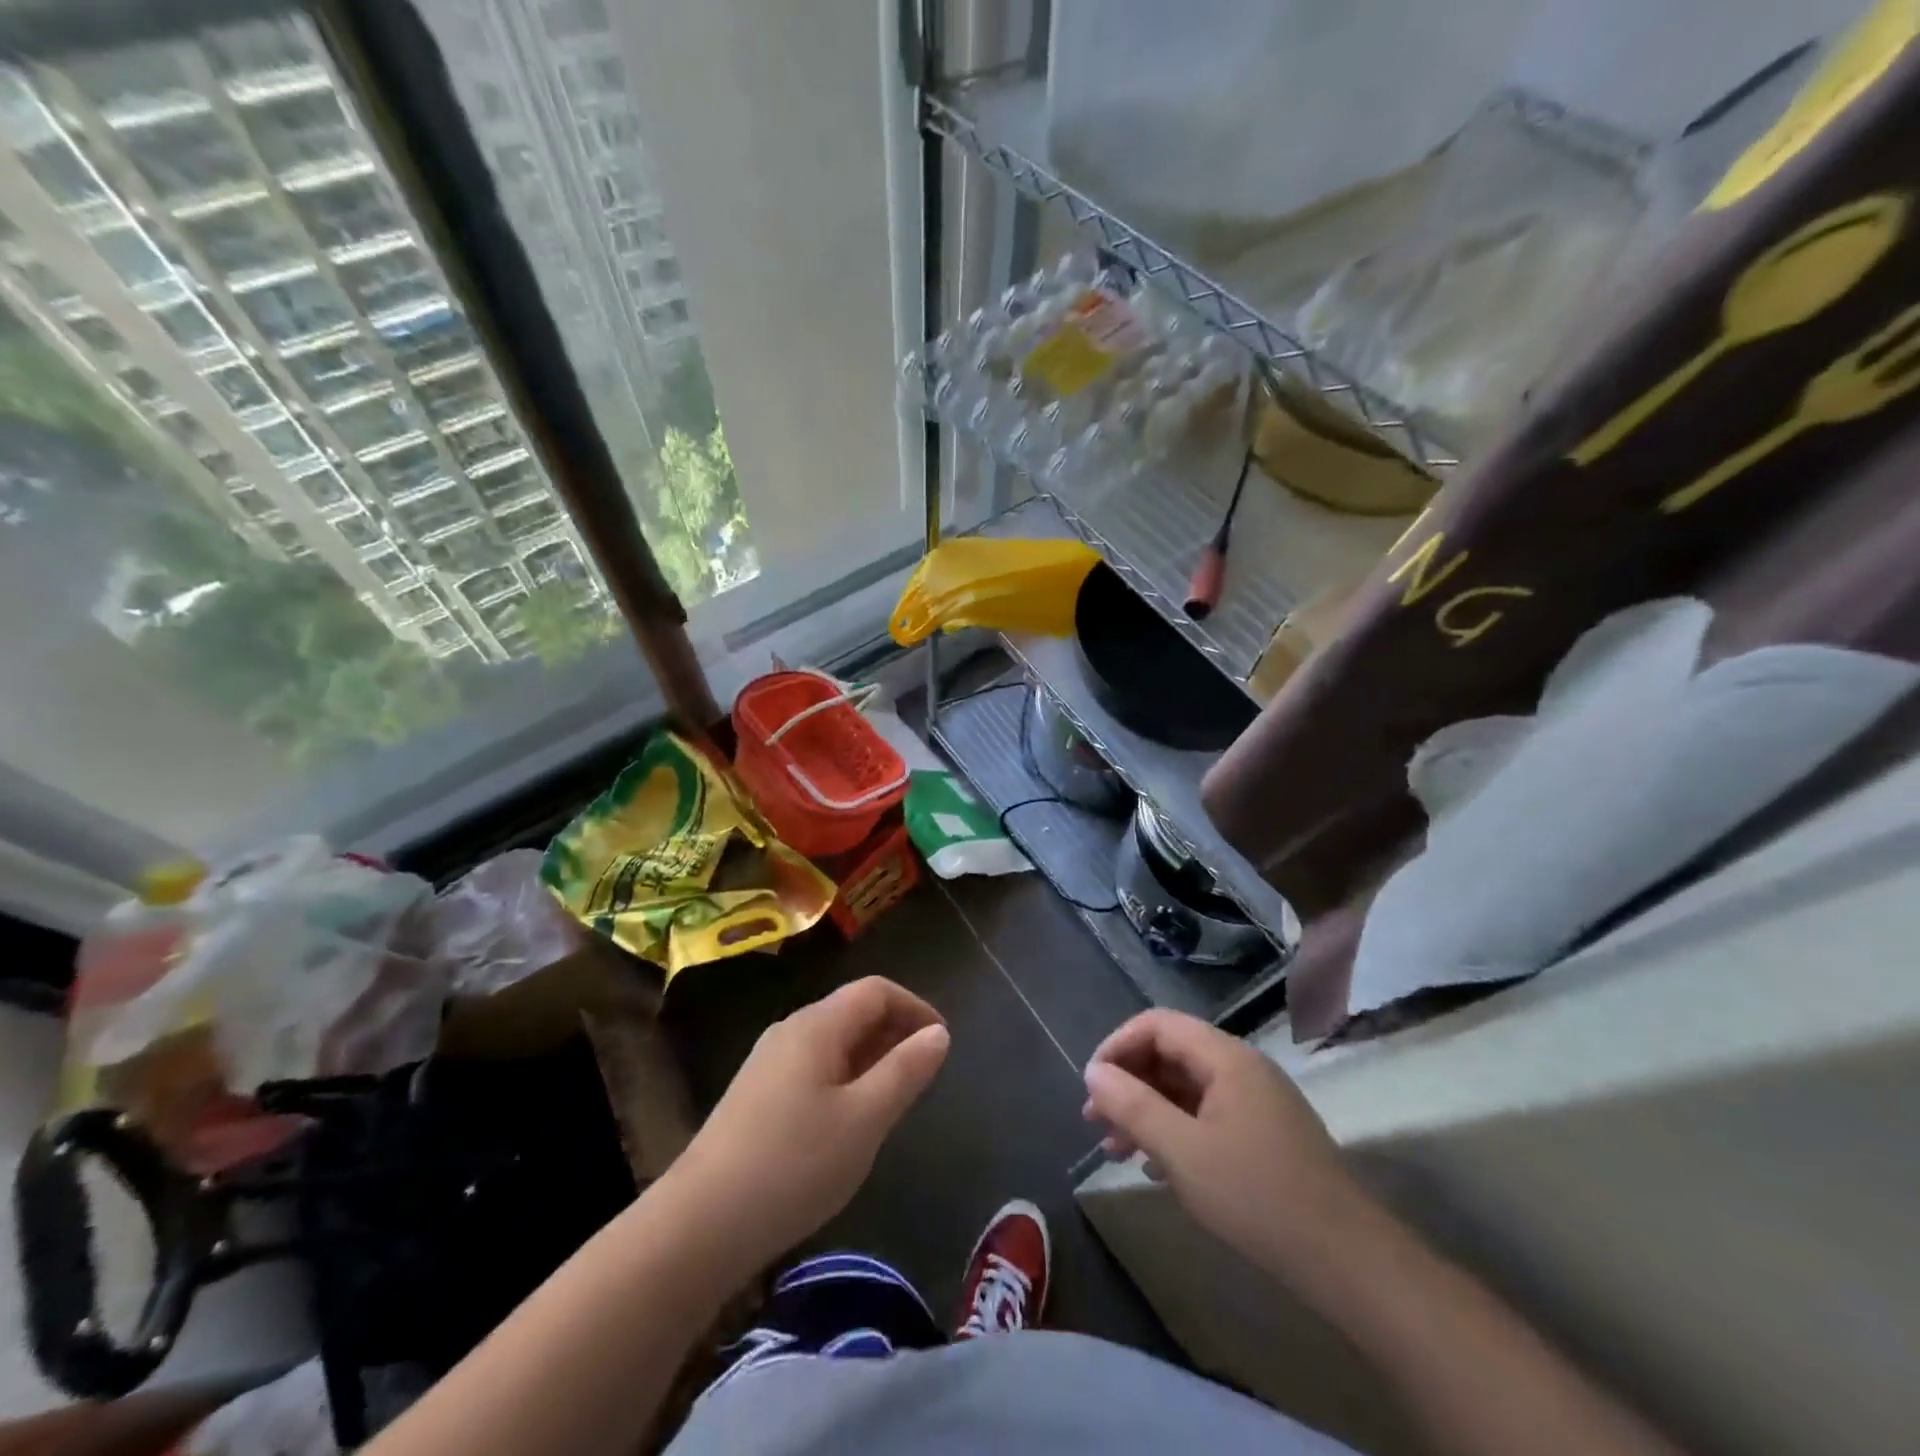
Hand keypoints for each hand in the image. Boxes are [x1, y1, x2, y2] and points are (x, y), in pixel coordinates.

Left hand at [671, 977, 949, 1267]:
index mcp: (817, 1025)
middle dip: (895, 1032)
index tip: (942, 1043)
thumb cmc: (794, 1164)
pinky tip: (848, 1122)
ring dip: (871, 1058)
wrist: (699, 1225)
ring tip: (894, 1100)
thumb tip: (938, 1032)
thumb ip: (906, 1071)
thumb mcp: (865, 1119)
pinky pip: (813, 1068)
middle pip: (853, 1011)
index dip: (915, 1007)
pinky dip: (845, 1078)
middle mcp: (790, 1030)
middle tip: (924, 1074)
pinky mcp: (756, 1095)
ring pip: (833, 1042)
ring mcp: (768, 1063)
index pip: (876, 990)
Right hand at [1083, 1009, 1360, 1275]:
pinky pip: (1206, 1114)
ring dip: (1146, 1111)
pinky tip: (1155, 1167)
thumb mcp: (1182, 1152)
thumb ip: (1132, 1106)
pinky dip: (1174, 1130)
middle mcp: (1241, 1067)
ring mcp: (1256, 1101)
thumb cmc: (1257, 1196)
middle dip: (1128, 1083)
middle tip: (1096, 1123)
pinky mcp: (1264, 1134)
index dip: (1117, 1046)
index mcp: (1225, 1057)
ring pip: (1185, 1087)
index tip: (1091, 1085)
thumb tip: (1092, 1072)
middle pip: (1170, 1054)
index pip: (1157, 1024)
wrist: (1348, 1261)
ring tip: (1115, 1150)